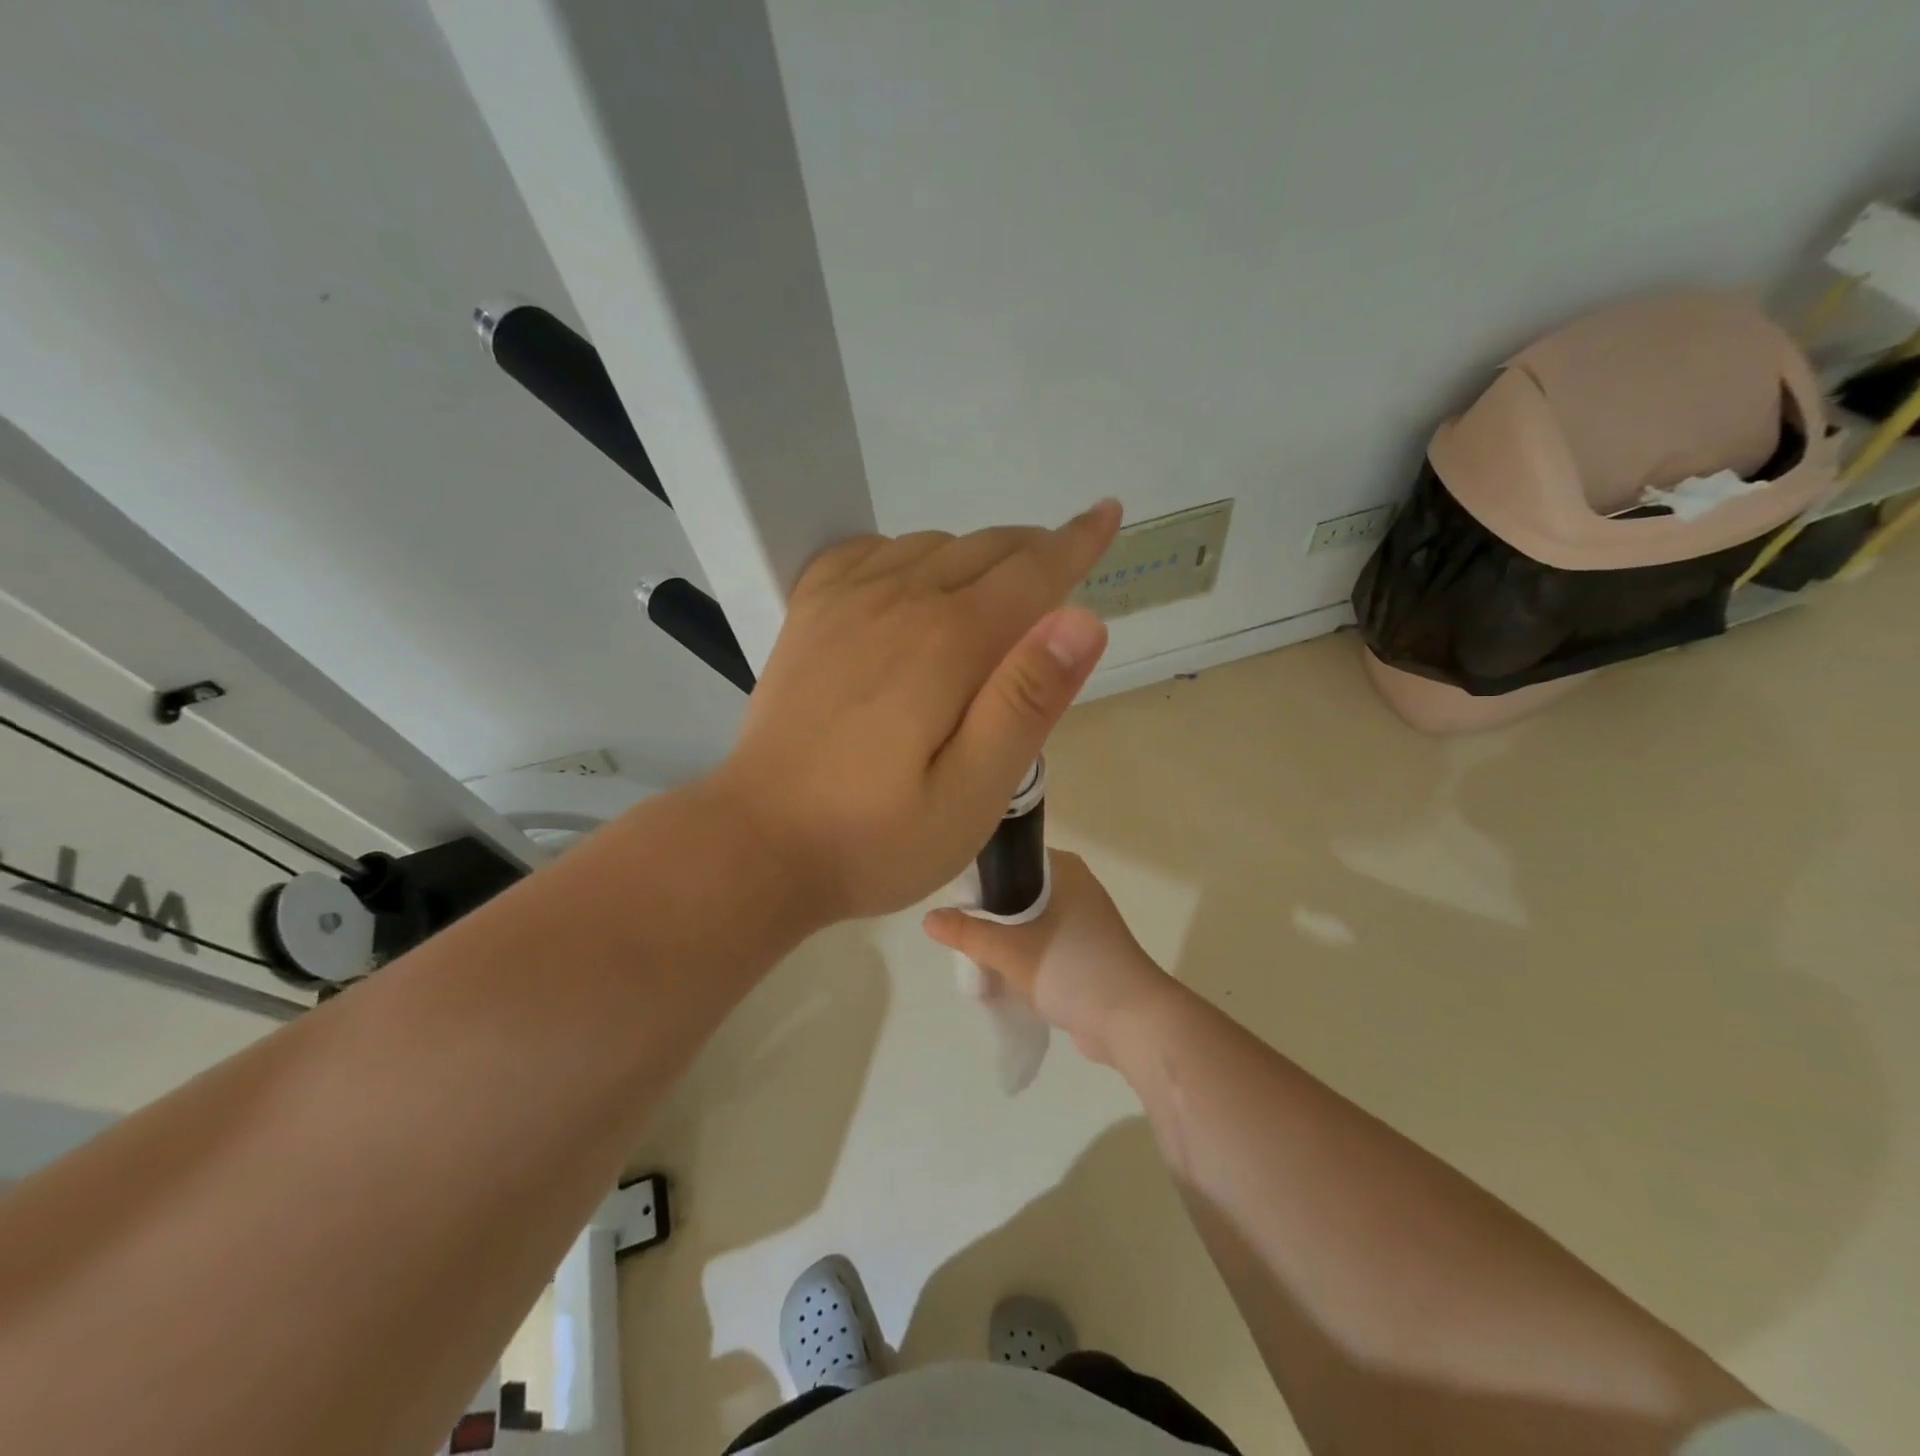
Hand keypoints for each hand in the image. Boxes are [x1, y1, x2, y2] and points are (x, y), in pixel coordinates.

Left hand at [712, 502, 1120, 923]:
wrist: (758, 844)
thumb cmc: (876, 838)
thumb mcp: (973, 794)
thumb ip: (1026, 704)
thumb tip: (1081, 620)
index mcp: (949, 643)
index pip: (1033, 572)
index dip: (1078, 543)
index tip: (1107, 513)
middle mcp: (899, 600)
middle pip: (985, 550)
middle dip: (1033, 553)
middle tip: (1060, 574)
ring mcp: (845, 601)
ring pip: (932, 545)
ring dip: (976, 557)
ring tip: (995, 595)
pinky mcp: (809, 615)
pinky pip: (868, 552)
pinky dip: (906, 553)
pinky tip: (911, 583)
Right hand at [922, 850, 1176, 1065]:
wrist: (1133, 1022)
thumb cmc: (1073, 968)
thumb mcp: (1011, 950)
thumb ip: (968, 933)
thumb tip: (928, 918)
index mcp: (1063, 870)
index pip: (1011, 857)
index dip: (979, 874)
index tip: (953, 897)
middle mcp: (1074, 887)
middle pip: (1015, 892)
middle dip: (987, 915)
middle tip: (959, 934)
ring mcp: (1082, 922)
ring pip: (1027, 922)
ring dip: (1002, 941)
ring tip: (974, 960)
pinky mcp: (1084, 953)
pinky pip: (1041, 946)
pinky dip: (1021, 959)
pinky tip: (998, 979)